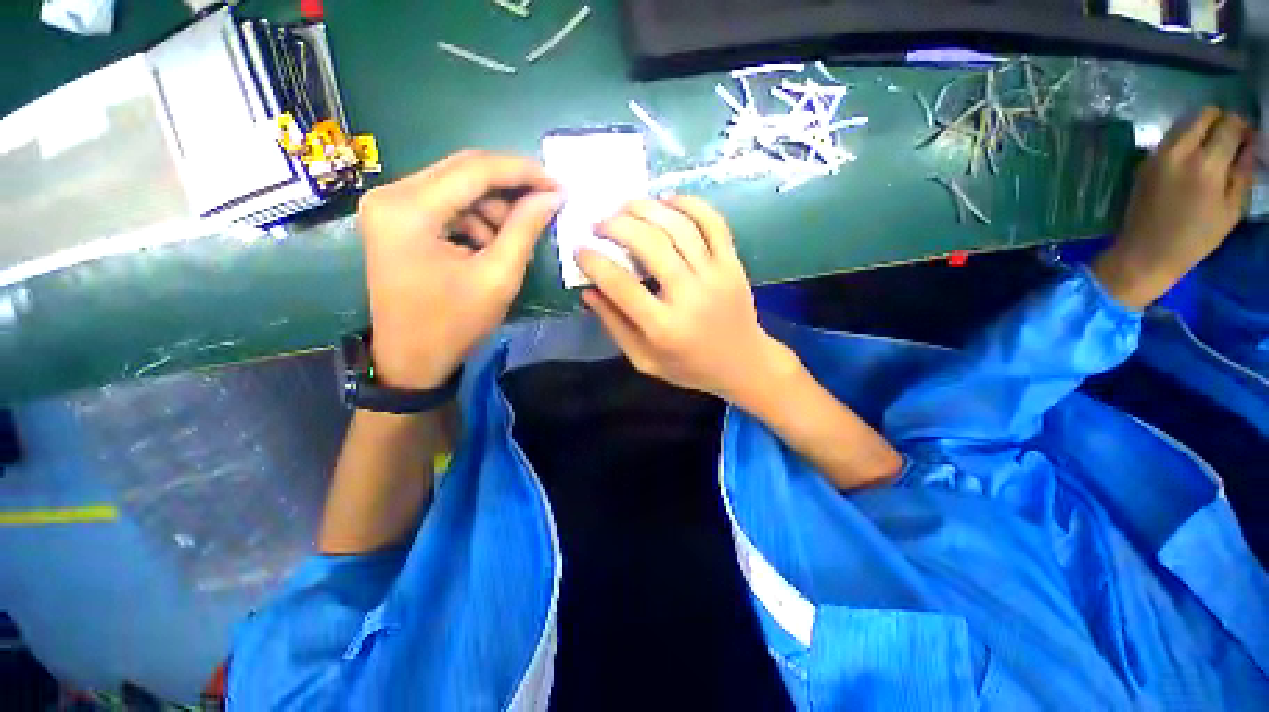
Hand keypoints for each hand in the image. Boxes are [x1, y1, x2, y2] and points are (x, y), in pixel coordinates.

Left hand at [357, 151, 561, 388]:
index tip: (557, 183)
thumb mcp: (499, 277)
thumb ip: (525, 229)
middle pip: (463, 170)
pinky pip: (445, 203)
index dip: (522, 172)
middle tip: (546, 202)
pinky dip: (474, 218)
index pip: (475, 169)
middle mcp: (391, 195)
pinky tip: (488, 245)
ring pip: (456, 185)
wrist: (412, 359)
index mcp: (410, 209)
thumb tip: (551, 196)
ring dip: (492, 207)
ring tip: (512, 240)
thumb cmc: (455, 323)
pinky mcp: (395, 219)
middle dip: (510, 186)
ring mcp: (388, 205)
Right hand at [577, 196, 799, 404]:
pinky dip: (689, 203)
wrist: (743, 364)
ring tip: (624, 207)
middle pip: (650, 244)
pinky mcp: (733, 263)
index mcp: (664, 328)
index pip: (621, 285)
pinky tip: (666, 200)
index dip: (594, 262)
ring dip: (646, 208)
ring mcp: (716, 275)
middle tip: (599, 224)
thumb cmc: (689, 367)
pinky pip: (713, 222)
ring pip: (679, 226)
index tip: (580, 250)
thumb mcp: (644, 360)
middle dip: (617, 225)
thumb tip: (588, 291)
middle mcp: (690, 296)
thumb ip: (615, 326)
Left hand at [1094, 107, 1256, 308]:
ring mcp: (1157, 155)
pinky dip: (1183, 139)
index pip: (1229, 124)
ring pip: (1183, 123)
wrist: (1144, 253)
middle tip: (1229, 139)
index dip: (1243, 126)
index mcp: (1206, 164)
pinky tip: (1191, 159)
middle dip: (1220, 120)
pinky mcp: (1143, 163)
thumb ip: (1242, 172)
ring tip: (1211, 149)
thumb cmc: (1195, 238)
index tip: (1248, 138)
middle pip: (1203, 115)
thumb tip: (1249, 144)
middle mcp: (1179, 152)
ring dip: (1200, 128)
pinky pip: (1168, 139)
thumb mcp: (1232, 208)